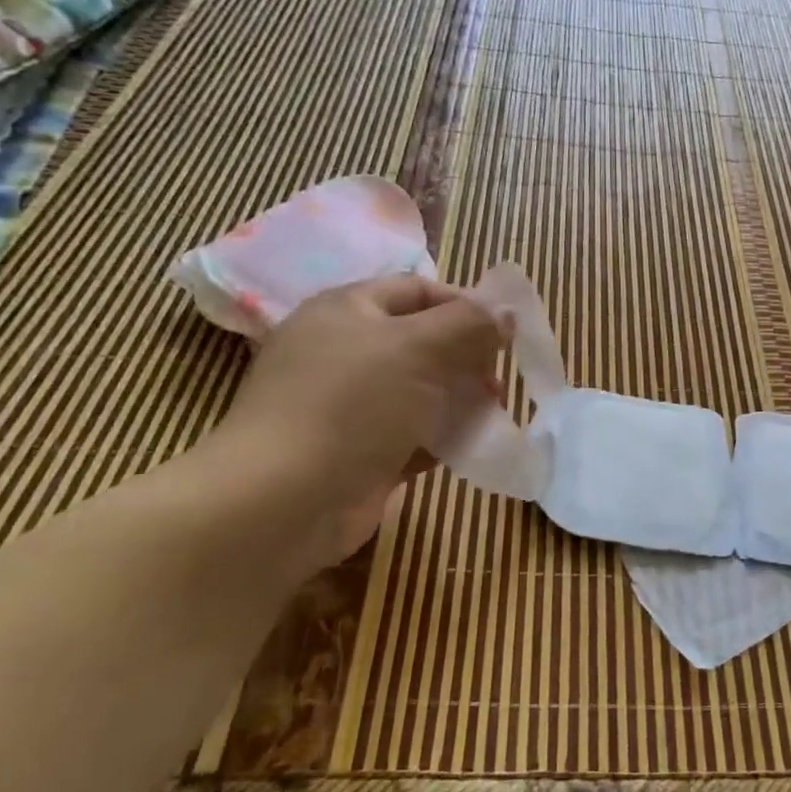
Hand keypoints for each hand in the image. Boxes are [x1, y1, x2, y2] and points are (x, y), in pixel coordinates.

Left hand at [213, 276, 506, 562]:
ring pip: (419, 391)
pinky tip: (467, 448)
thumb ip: (469, 324)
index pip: (418, 290)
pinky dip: (440, 439)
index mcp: (347, 310)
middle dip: (467, 358)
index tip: (505, 333)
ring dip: (460, 400)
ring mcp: (347, 405)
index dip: (465, 305)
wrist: (283, 501)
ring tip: (491, 414)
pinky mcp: (357, 453)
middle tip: (497, 381)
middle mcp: (344, 351)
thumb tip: (507, 313)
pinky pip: (410, 435)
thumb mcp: (418, 347)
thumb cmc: (352, 404)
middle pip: (422, 342)